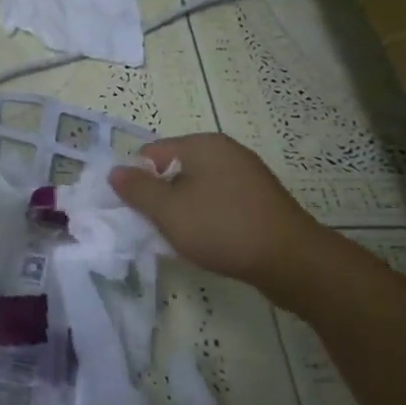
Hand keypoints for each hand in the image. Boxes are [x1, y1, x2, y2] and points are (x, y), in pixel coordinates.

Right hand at [109, 133, 328, 303]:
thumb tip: (114, 171)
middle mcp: (226, 151)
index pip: (152, 153)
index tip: (136, 212)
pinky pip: (221, 201)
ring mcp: (247, 174)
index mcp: (202, 144)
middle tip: (157, 227)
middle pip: (175, 169)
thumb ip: (137, 190)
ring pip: (198, 188)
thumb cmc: (222, 228)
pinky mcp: (261, 199)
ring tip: (183, 238)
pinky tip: (209, 241)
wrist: (291, 260)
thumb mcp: (168, 211)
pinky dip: (208, 217)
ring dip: (184, 210)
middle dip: (161, 197)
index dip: (138, 181)